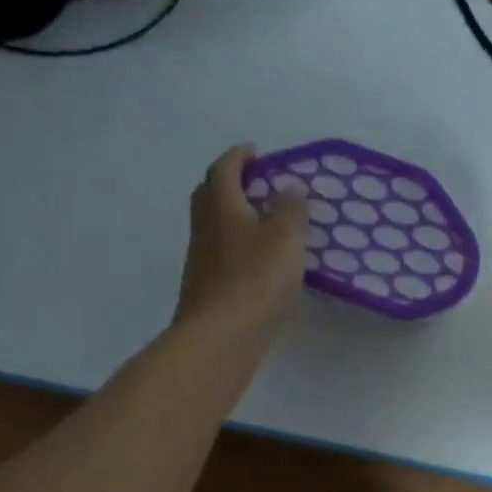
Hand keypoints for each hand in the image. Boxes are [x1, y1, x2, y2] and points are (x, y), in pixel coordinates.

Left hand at [174, 145, 308, 351]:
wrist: (219, 340)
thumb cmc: (254, 282)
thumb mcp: (284, 238)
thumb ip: (290, 208)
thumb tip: (287, 187)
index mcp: (221, 206)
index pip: (224, 169)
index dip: (239, 156)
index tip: (255, 152)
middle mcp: (204, 229)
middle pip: (209, 196)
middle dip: (229, 184)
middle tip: (255, 185)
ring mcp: (201, 263)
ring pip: (214, 229)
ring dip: (233, 219)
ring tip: (264, 226)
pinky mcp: (206, 291)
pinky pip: (220, 258)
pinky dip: (237, 251)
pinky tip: (258, 265)